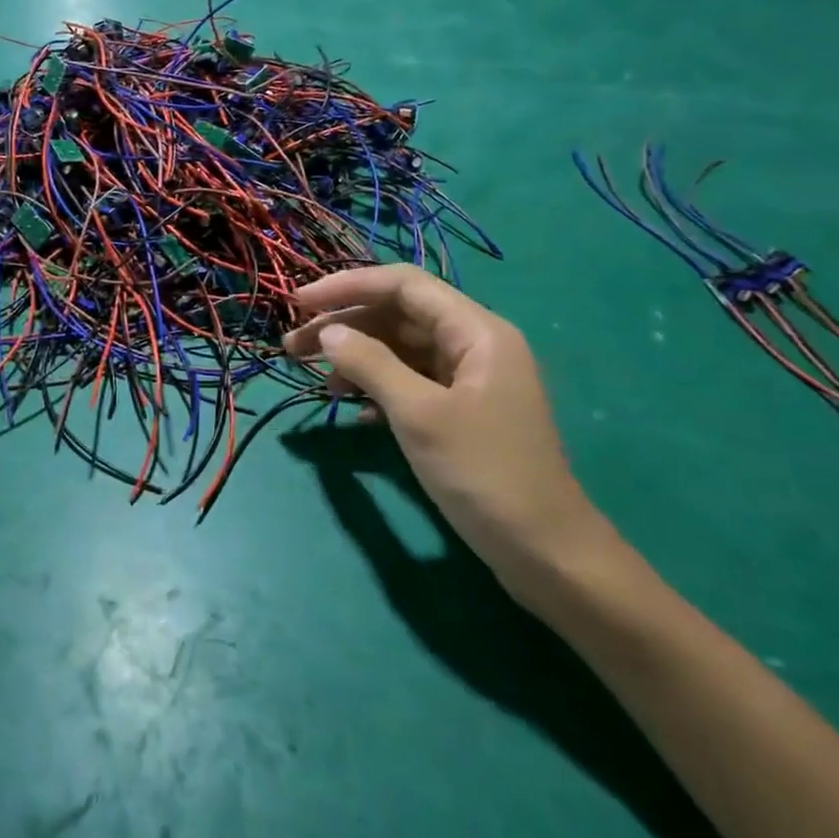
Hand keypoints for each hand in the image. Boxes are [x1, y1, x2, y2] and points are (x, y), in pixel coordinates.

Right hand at [284, 266, 621, 600]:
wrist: (545, 552)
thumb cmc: (484, 474)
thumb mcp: (419, 415)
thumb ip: (370, 364)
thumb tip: (328, 333)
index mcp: (476, 331)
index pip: (403, 285)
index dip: (348, 286)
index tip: (299, 302)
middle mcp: (474, 344)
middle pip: (398, 315)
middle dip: (344, 326)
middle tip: (293, 347)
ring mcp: (469, 378)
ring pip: (400, 348)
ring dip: (356, 358)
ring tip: (317, 382)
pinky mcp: (462, 410)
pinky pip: (410, 381)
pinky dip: (377, 387)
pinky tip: (353, 410)